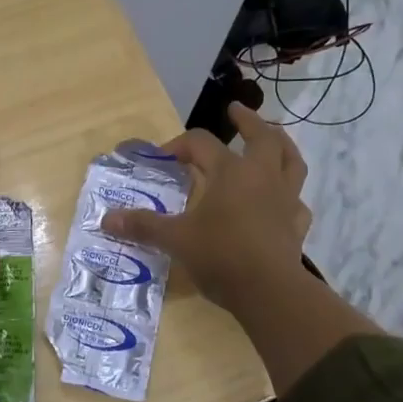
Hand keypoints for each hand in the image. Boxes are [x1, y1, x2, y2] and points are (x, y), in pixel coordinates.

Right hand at [102, 103, 311, 315]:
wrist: (270, 291)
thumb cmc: (220, 256)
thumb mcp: (175, 239)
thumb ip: (143, 226)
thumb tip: (106, 219)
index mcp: (230, 172)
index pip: (201, 143)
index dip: (179, 145)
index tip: (162, 158)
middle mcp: (262, 177)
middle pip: (262, 137)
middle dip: (248, 120)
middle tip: (235, 110)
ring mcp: (285, 200)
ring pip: (291, 161)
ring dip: (282, 144)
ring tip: (274, 138)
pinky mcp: (296, 225)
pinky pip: (297, 202)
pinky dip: (289, 196)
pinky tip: (282, 201)